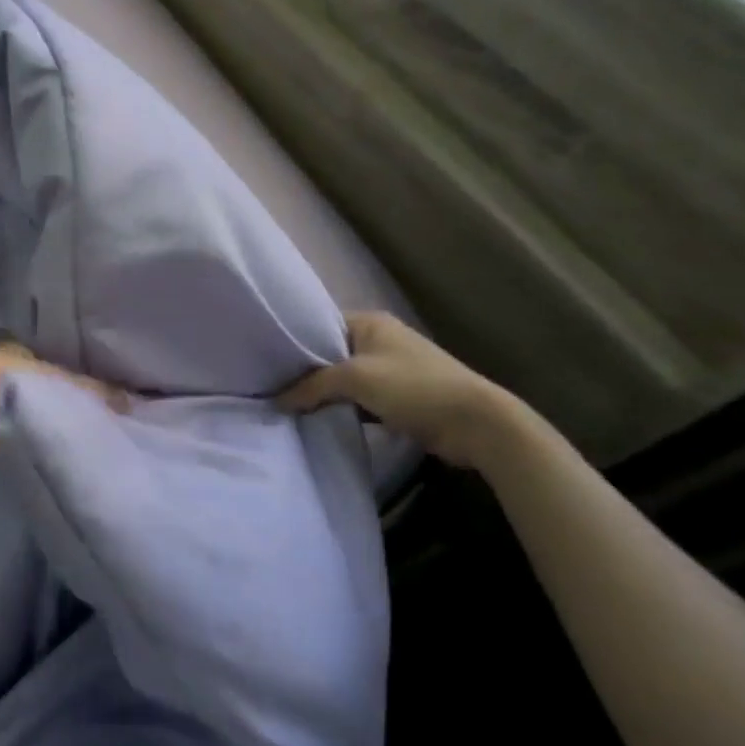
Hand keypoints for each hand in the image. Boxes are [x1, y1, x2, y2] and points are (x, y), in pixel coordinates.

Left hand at [0, 340, 128, 467]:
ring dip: (47, 427)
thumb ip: (89, 391)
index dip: (76, 382)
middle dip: (63, 406)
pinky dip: (32, 446)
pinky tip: (56, 457)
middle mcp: (6, 372)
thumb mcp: (52, 380)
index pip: (55, 365)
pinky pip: (19, 439)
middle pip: (44, 392)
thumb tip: (130, 400)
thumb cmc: (0, 379)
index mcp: (19, 351)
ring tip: (83, 445)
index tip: (102, 402)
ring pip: (32, 416)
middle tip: (97, 427)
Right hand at [278, 311, 520, 470]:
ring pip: (346, 379)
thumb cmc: (413, 387)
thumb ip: (313, 385)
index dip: (295, 344)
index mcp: (369, 322)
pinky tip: (322, 420)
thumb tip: (277, 400)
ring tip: (291, 407)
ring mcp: (392, 369)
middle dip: (308, 372)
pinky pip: (362, 399)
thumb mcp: (356, 379)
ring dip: (327, 394)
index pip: (320, 326)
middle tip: (274, 388)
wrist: (476, 423)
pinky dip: (345, 408)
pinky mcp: (401, 397)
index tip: (268, 364)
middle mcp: (380, 339)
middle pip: (331, 354)